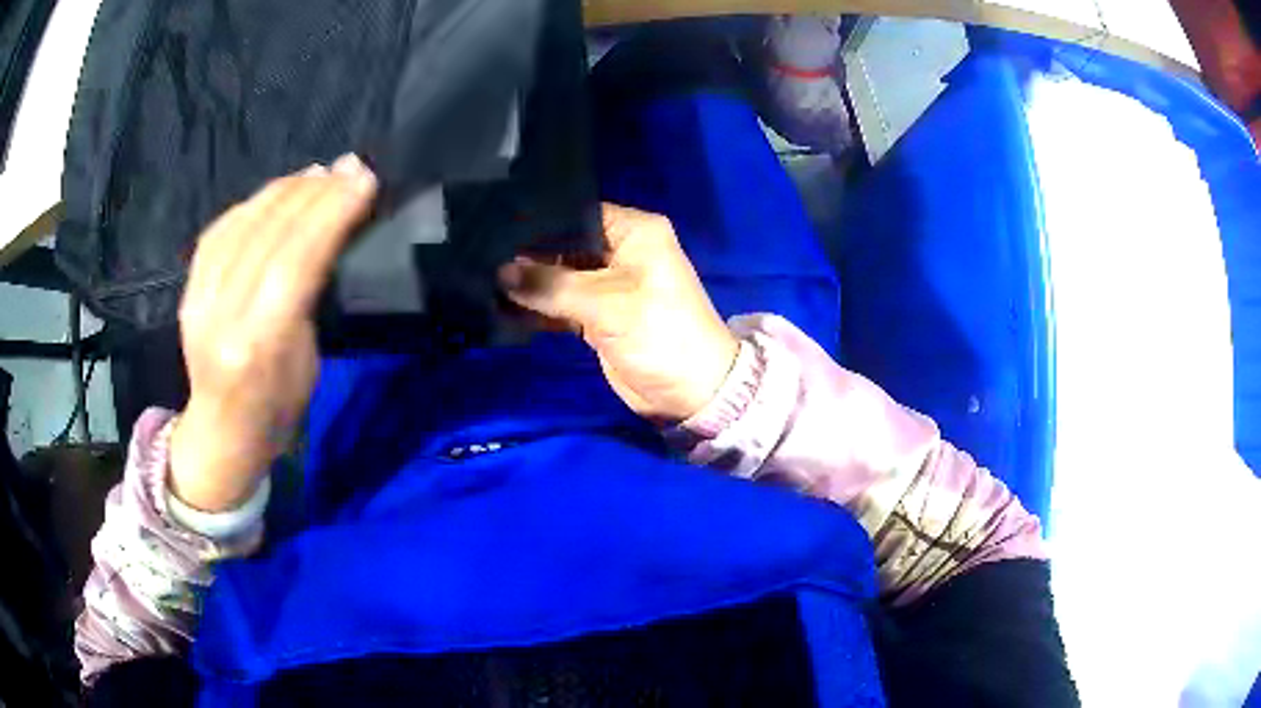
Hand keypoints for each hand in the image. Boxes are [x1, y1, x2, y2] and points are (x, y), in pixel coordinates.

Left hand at [170, 155, 376, 511]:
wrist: (220, 435)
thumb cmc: (276, 411)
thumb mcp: (307, 363)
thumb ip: (308, 296)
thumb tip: (326, 233)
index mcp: (260, 345)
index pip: (296, 259)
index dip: (331, 211)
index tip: (363, 179)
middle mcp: (222, 314)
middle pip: (269, 232)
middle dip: (314, 191)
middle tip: (349, 167)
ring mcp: (198, 298)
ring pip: (243, 222)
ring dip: (285, 189)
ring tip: (318, 174)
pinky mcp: (188, 288)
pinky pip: (221, 229)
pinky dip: (254, 202)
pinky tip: (277, 192)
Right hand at [499, 204, 738, 422]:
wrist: (691, 393)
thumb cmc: (660, 334)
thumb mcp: (607, 305)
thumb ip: (551, 286)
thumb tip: (500, 272)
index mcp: (635, 232)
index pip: (577, 213)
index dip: (539, 220)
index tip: (495, 223)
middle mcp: (621, 250)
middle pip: (564, 243)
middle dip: (527, 252)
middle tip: (480, 253)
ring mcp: (607, 284)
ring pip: (559, 274)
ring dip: (528, 282)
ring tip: (481, 277)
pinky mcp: (598, 315)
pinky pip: (560, 303)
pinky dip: (537, 307)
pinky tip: (501, 304)